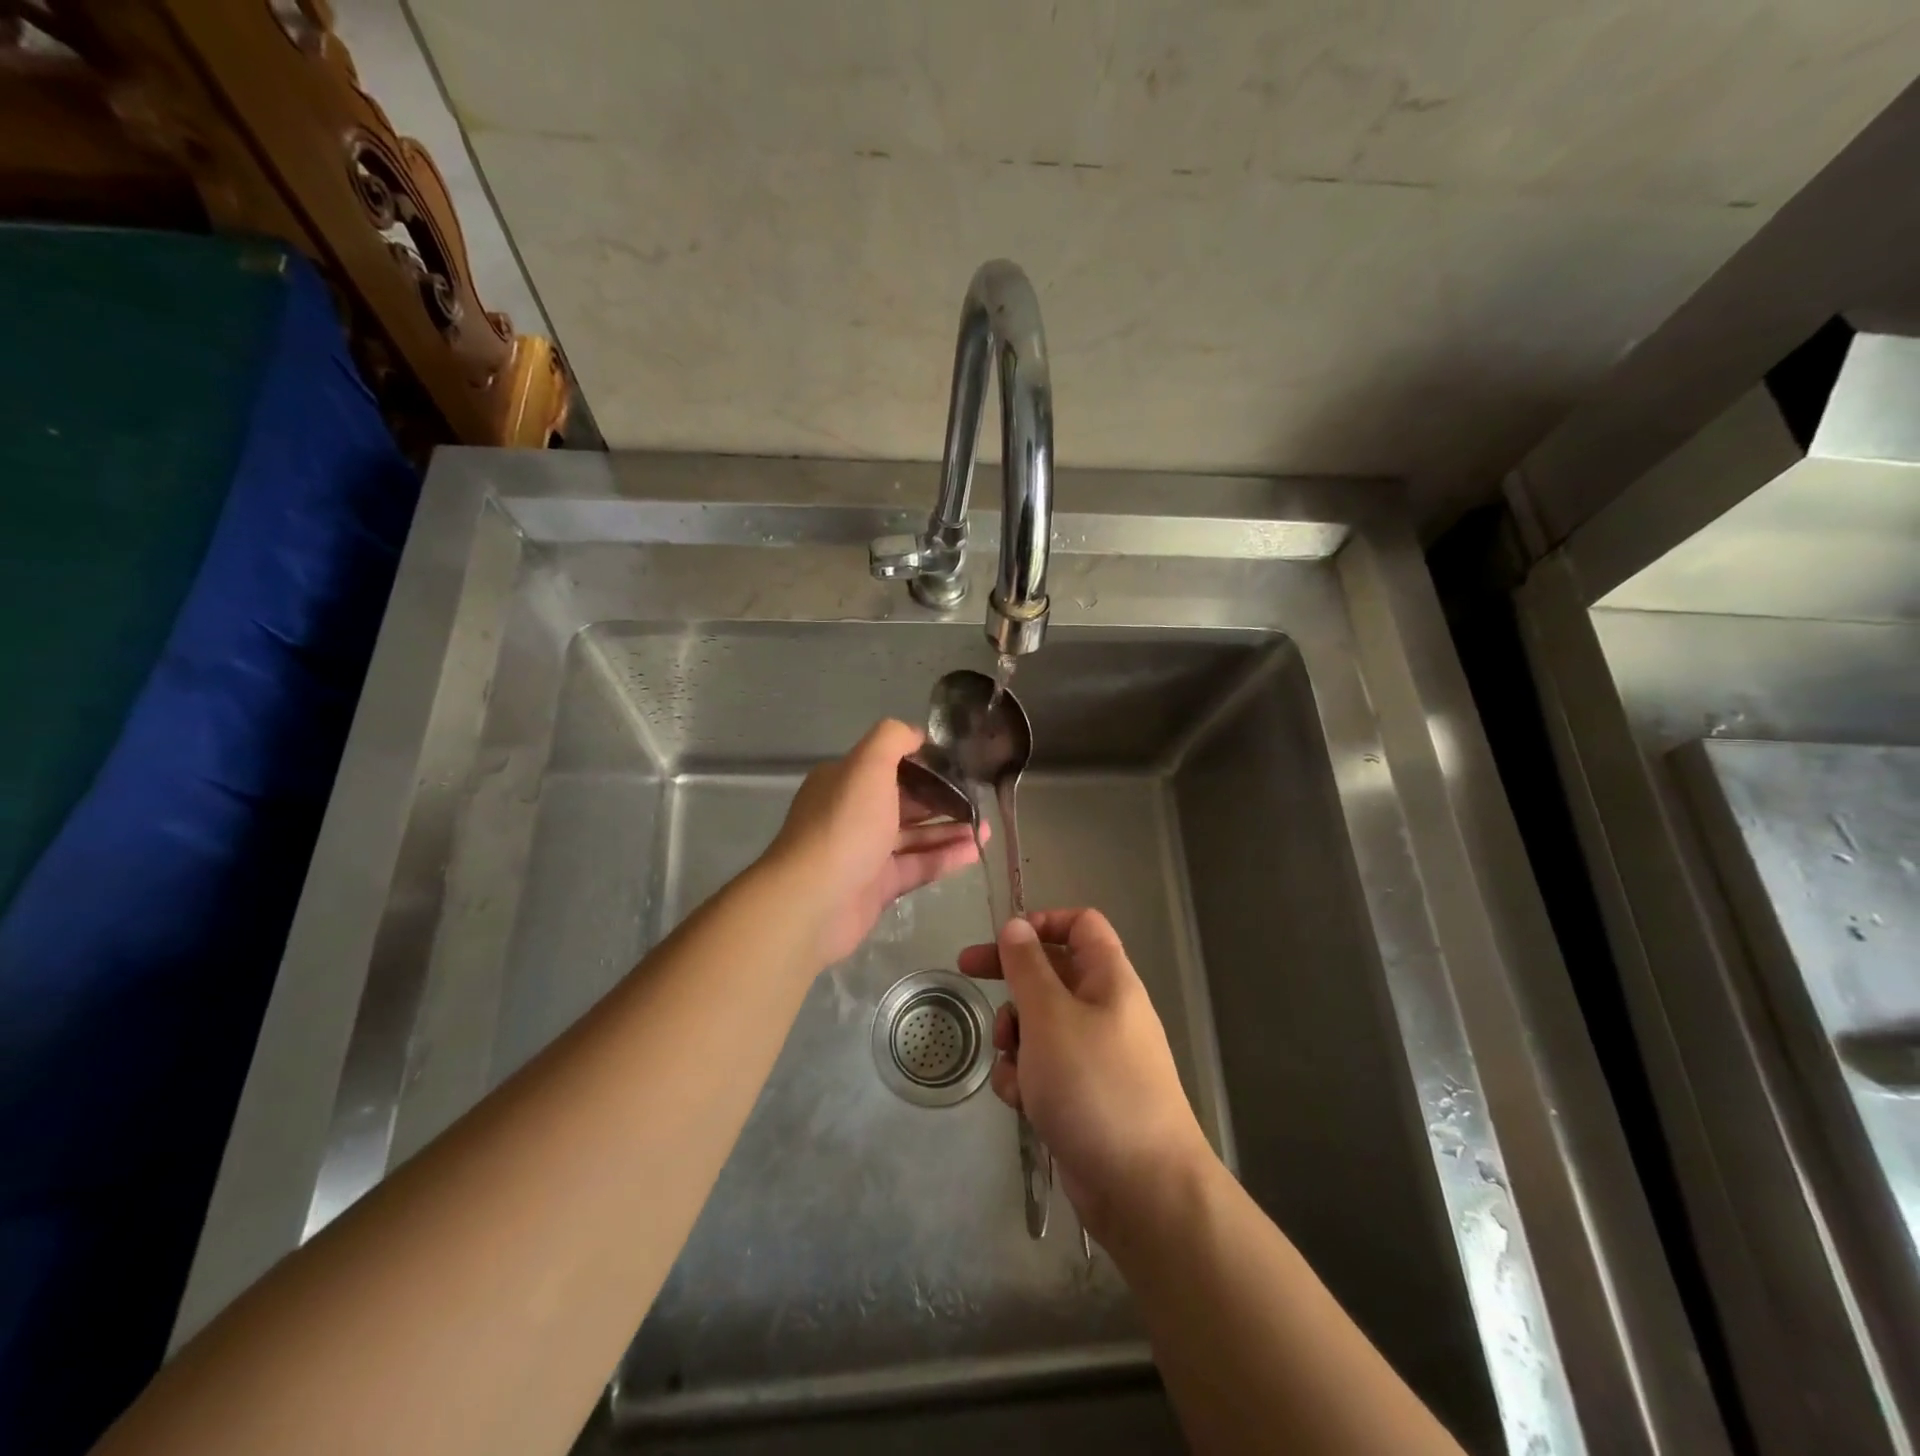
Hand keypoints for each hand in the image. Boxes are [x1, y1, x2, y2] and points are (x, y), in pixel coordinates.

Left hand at [764, 719, 981, 965]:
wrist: (814, 901)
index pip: (889, 765)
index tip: (959, 764)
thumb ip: (893, 739)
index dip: (924, 763)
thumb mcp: (868, 766)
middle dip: (942, 798)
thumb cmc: (845, 825)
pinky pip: (917, 866)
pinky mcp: (877, 886)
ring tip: (985, 827)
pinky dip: (945, 857)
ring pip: (914, 836)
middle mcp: (853, 813)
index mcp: (845, 781)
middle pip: (904, 801)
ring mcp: (865, 852)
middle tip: (979, 798)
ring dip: (949, 829)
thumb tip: (917, 735)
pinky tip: (975, 851)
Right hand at [959, 910, 1213, 1242]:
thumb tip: (1016, 925)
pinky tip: (1020, 1101)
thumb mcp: (1050, 1016)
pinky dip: (1025, 1077)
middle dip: (1011, 979)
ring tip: (1011, 1061)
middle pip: (1051, 973)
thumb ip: (1027, 967)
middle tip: (966, 973)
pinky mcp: (1081, 1095)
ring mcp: (1094, 1055)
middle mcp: (1104, 1010)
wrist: (1142, 1188)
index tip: (1004, 938)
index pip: (1081, 925)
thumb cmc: (1094, 1085)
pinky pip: (1043, 1068)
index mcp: (1109, 979)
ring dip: (1014, 1036)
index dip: (1043, 922)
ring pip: (1040, 1023)